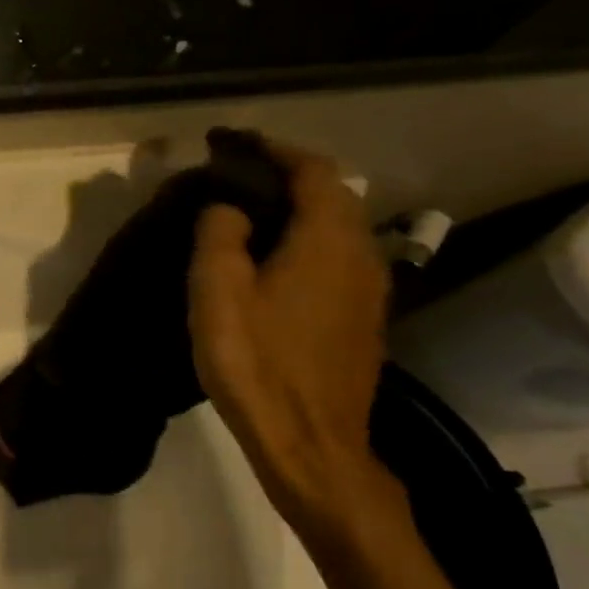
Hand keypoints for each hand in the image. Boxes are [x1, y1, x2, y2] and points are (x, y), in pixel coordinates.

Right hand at [188, 144, 404, 542]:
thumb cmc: (258, 362)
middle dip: (287, 178)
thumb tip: (229, 207)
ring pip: (339, 229)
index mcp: (327, 237)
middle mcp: (361, 252)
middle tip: (238, 180)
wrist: (312, 444)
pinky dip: (310, 245)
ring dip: (300, 213)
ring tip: (253, 219)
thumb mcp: (218, 292)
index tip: (234, 144)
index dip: (273, 150)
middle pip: (332, 194)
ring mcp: (370, 289)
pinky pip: (339, 261)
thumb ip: (220, 234)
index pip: (310, 169)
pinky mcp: (365, 320)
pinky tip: (278, 268)